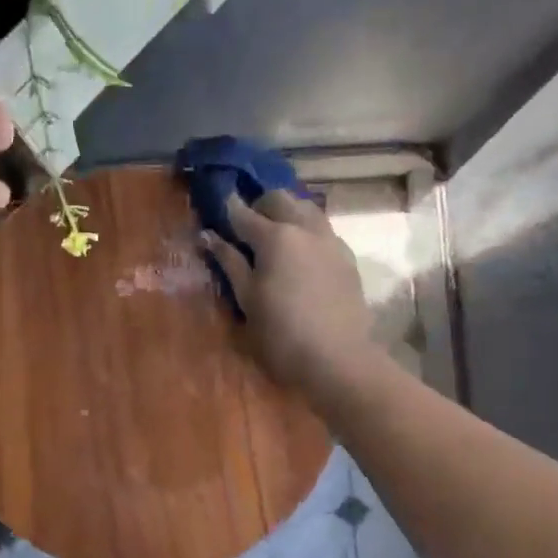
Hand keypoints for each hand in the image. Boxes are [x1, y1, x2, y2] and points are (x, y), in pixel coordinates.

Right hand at [202, 191, 375, 390]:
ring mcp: (331, 241)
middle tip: (246, 225)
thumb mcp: (247, 299)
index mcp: (275, 237)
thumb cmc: (281, 334)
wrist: (338, 359)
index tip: (218, 205)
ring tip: (275, 236)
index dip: (228, 208)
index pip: (244, 213)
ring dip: (287, 213)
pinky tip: (301, 254)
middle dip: (260, 205)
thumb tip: (210, 236)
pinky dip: (307, 231)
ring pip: (307, 209)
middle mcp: (305, 229)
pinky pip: (323, 231)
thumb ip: (230, 262)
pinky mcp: (347, 258)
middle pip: (280, 199)